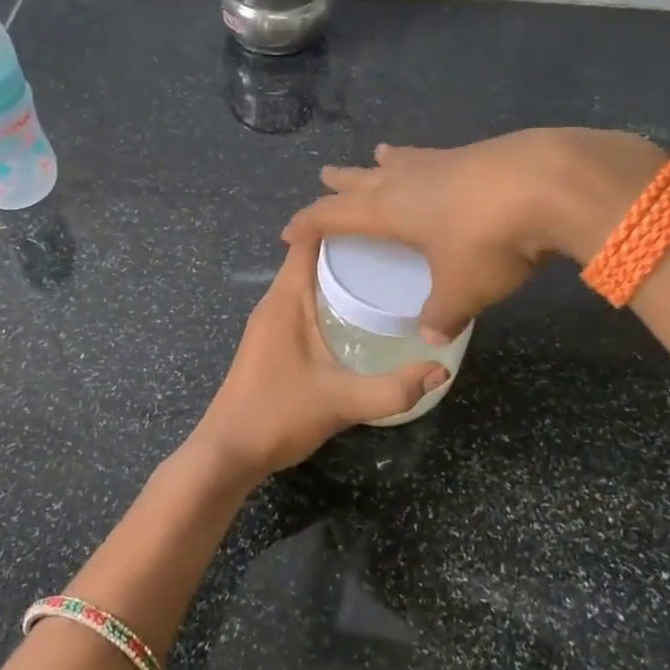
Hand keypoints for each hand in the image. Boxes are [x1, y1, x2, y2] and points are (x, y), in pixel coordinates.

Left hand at [190, 239, 448, 483]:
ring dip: (340, 274)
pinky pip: (305, 303)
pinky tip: (361, 314)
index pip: (307, 239)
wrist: (228, 454)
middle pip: (311, 256)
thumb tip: (441, 368)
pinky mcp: (273, 342)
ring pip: (308, 281)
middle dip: (351, 247)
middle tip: (400, 247)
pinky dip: (331, 297)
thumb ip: (393, 389)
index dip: (339, 221)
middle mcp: (275, 302)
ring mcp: (271, 323)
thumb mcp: (341, 402)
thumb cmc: (277, 416)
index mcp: (285, 300)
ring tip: (388, 273)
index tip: (383, 216)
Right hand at [282, 128, 665, 340]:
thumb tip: (431, 338)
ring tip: (379, 155)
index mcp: (389, 210)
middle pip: (364, 178)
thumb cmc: (488, 240)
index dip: (308, 223)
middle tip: (326, 175)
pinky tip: (442, 164)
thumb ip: (442, 315)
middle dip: (343, 182)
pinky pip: (438, 158)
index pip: (334, 214)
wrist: (550, 182)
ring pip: (403, 160)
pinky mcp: (480, 153)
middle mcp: (409, 180)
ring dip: (386, 163)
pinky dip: (426, 162)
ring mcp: (445, 161)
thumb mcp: (462, 289)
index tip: (289, 231)